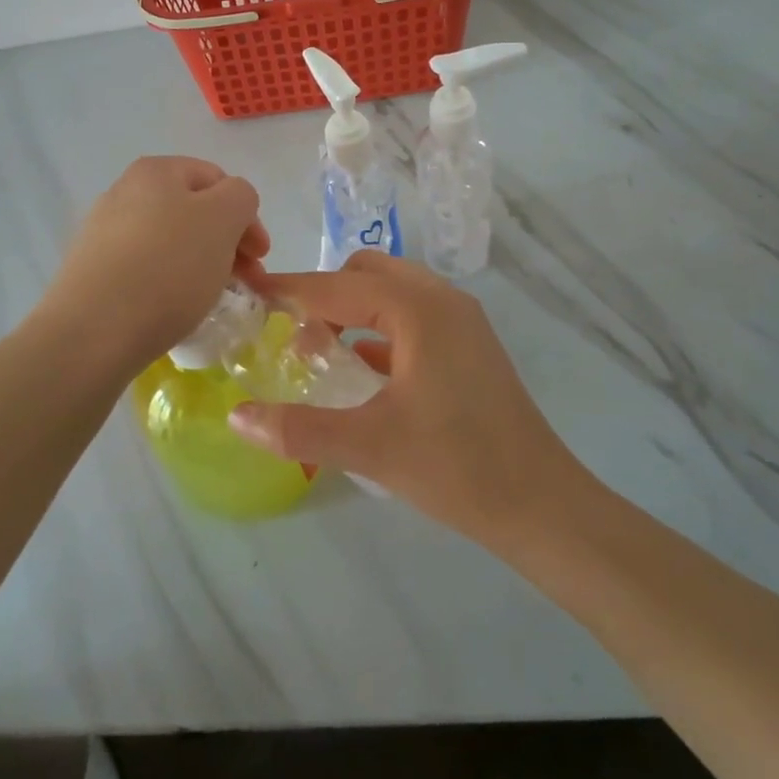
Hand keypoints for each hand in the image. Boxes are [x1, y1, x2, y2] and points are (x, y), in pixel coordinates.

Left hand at [40, 157, 268, 371]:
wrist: (93, 332)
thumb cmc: (168, 267)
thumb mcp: (223, 219)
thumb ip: (240, 197)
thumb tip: (230, 207)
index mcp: (156, 171)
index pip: (217, 180)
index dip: (246, 215)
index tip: (260, 257)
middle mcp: (124, 192)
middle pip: (193, 211)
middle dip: (226, 242)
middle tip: (244, 281)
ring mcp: (103, 233)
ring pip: (170, 241)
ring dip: (200, 264)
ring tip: (212, 297)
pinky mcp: (92, 272)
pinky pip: (144, 269)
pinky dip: (168, 283)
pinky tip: (174, 309)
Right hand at [228, 251, 579, 541]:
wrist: (541, 504)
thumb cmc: (456, 466)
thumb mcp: (369, 447)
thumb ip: (298, 428)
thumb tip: (236, 416)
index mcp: (418, 309)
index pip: (337, 287)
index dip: (290, 288)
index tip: (250, 289)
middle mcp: (441, 300)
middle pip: (367, 274)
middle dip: (324, 294)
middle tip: (290, 332)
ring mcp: (461, 321)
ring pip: (392, 292)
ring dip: (353, 309)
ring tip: (320, 351)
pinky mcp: (469, 345)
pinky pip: (412, 316)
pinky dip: (379, 327)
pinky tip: (360, 367)